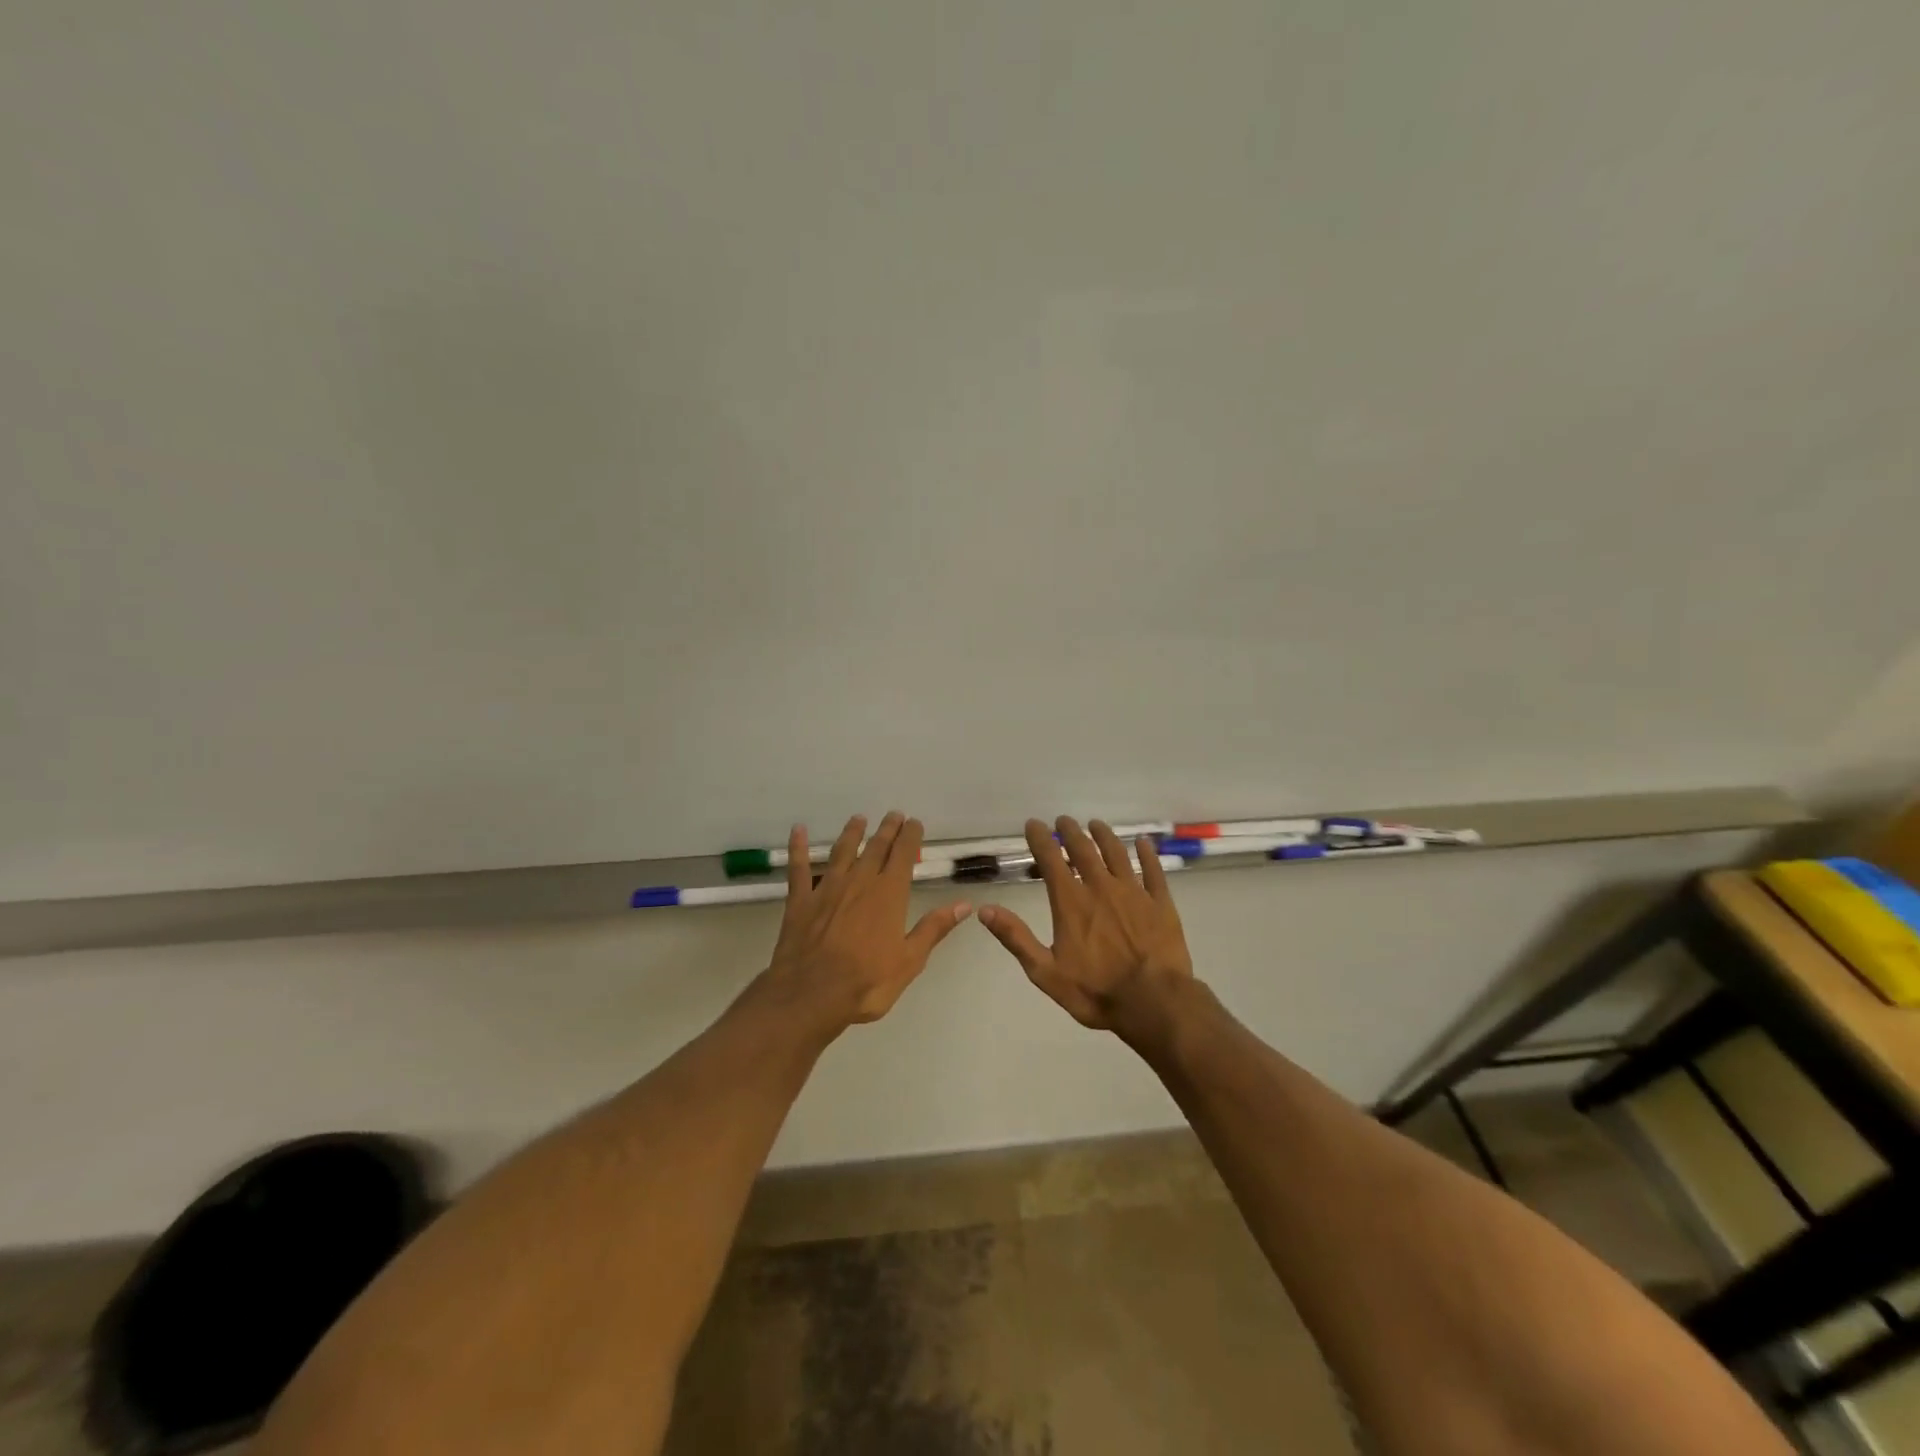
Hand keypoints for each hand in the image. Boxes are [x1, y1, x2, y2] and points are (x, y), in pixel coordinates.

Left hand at [761, 811, 972, 1032]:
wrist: (812, 993)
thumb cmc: (867, 981)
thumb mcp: (910, 960)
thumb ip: (933, 929)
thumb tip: (964, 905)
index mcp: (889, 894)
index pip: (903, 856)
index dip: (910, 837)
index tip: (914, 823)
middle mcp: (860, 882)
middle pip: (875, 848)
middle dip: (886, 830)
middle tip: (893, 815)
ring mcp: (827, 888)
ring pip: (842, 852)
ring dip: (851, 833)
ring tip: (858, 819)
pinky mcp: (800, 900)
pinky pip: (799, 868)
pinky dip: (798, 847)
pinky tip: (798, 830)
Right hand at [978, 816, 1195, 1032]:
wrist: (1154, 1003)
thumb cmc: (1096, 991)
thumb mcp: (1045, 972)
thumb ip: (1016, 938)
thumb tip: (984, 910)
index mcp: (1071, 903)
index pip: (1051, 860)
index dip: (1040, 839)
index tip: (1033, 824)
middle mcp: (1101, 888)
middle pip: (1084, 850)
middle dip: (1071, 832)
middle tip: (1064, 820)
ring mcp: (1134, 893)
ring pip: (1117, 854)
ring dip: (1104, 836)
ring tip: (1096, 824)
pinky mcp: (1161, 904)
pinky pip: (1154, 871)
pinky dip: (1148, 854)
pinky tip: (1144, 843)